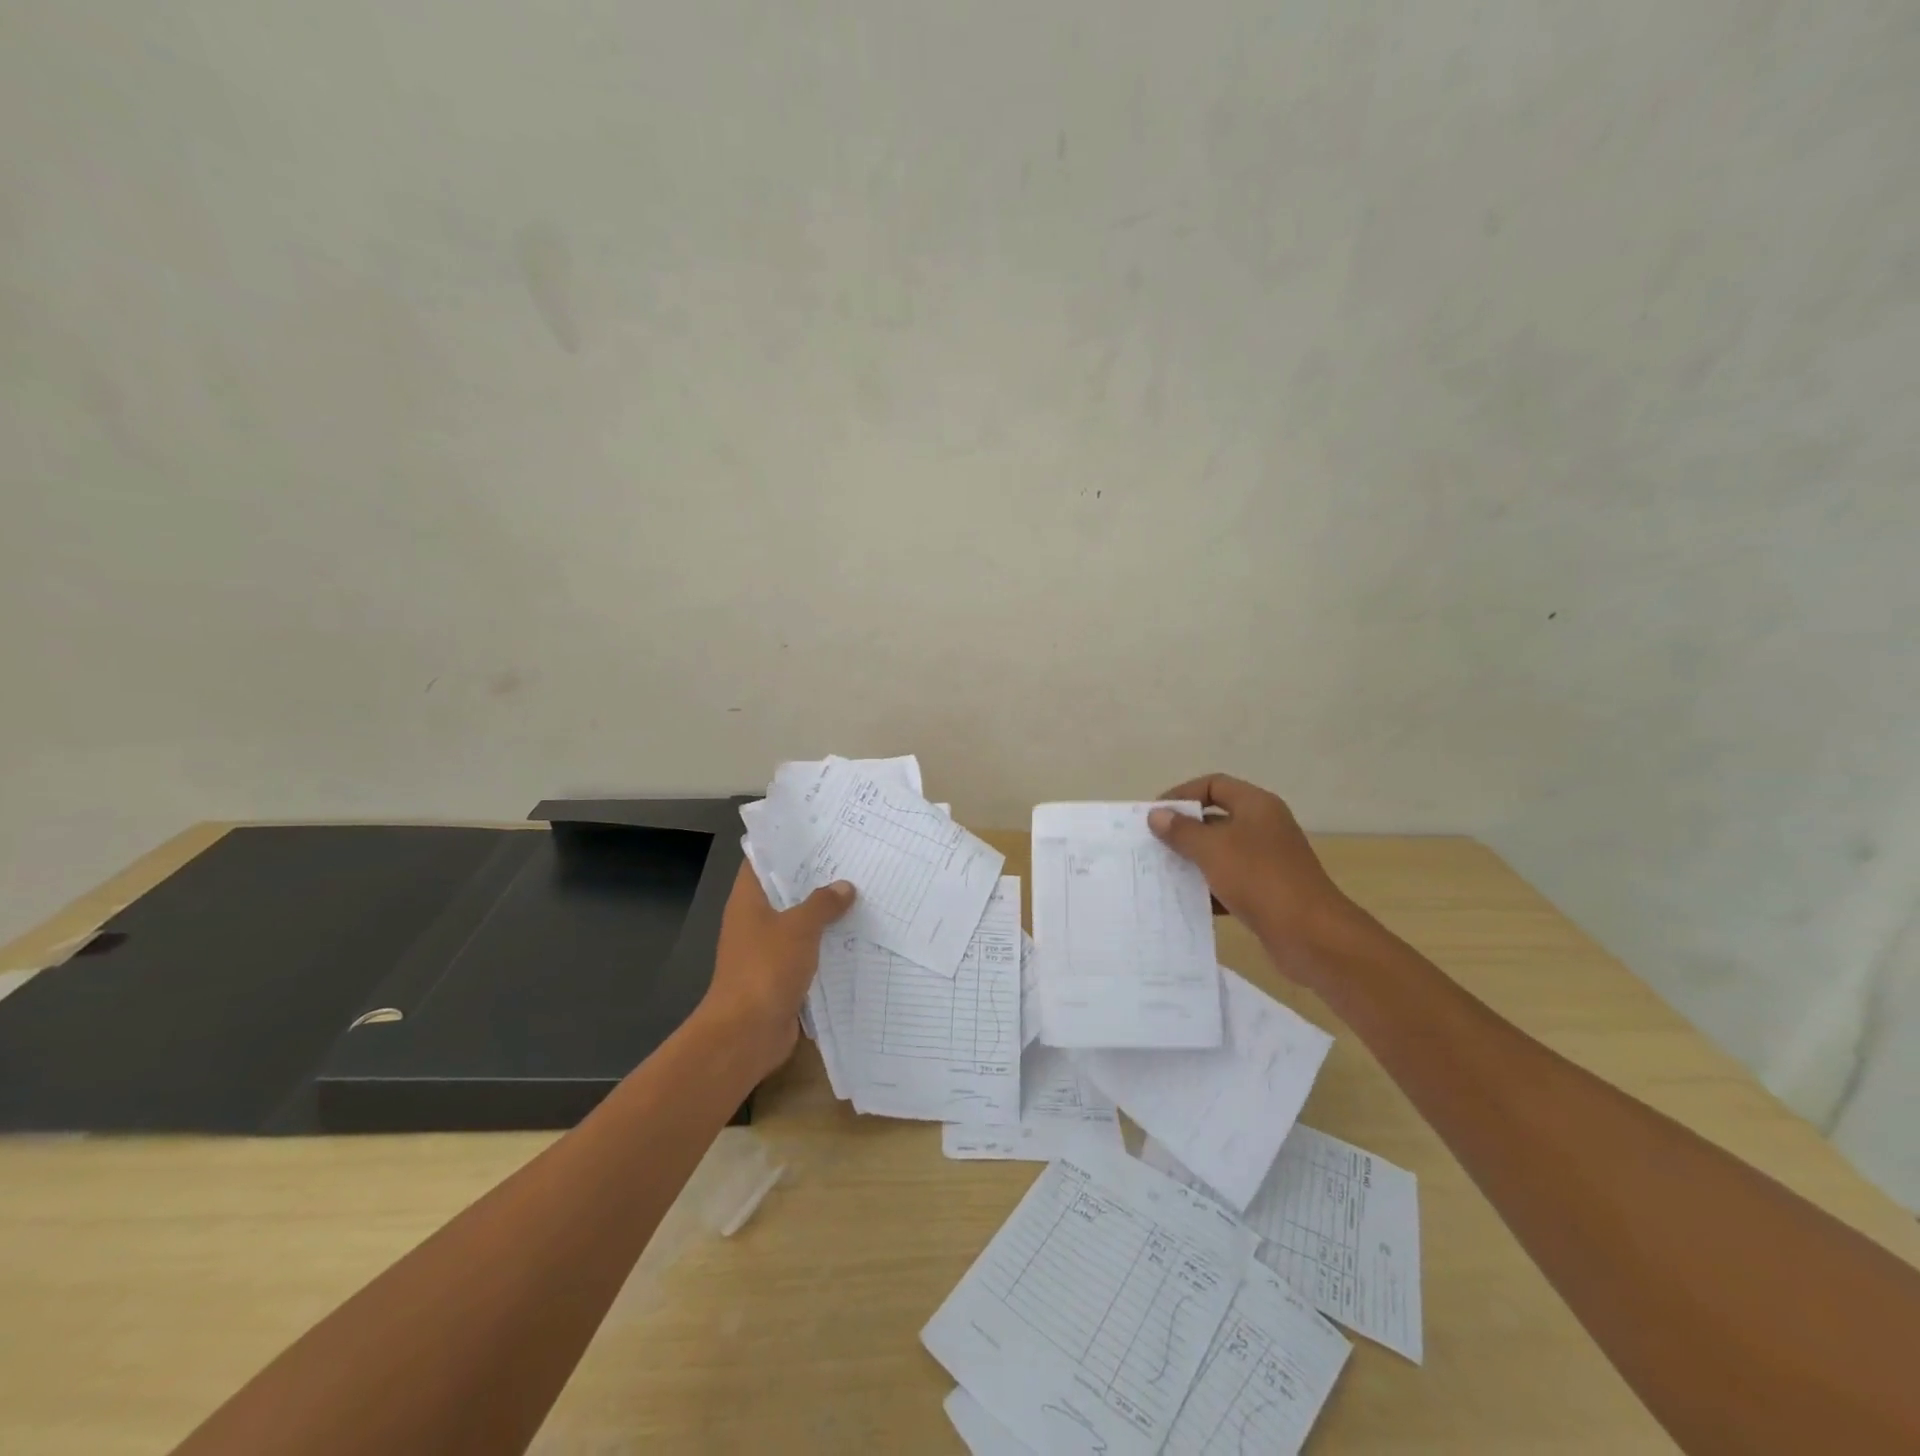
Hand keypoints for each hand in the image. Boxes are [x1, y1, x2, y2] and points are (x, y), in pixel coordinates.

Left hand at [699, 863, 854, 1075]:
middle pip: (786, 892)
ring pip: (800, 924)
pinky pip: (808, 953)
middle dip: (816, 880)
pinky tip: (857, 937)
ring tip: (862, 894)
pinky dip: (827, 946)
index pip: (763, 862)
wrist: (747, 1034)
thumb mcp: (799, 928)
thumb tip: (845, 887)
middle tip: (852, 861)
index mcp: (748, 901)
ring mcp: (767, 951)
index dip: (787, 846)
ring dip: (825, 915)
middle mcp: (754, 922)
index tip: (819, 834)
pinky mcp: (782, 976)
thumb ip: (823, 904)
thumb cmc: (765, 969)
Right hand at [1147, 774, 1367, 974]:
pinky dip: (1209, 888)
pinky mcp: (1267, 891)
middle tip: (1153, 845)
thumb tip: (1157, 815)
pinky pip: (1230, 881)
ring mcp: (1268, 860)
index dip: (1183, 794)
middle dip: (1184, 831)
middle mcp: (1264, 827)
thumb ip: (1181, 831)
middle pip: (1216, 819)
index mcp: (1256, 806)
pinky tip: (1186, 900)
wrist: (1311, 935)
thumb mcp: (1212, 849)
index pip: (1214, 785)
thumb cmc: (1259, 879)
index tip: (1156, 815)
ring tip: (1162, 873)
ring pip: (1221, 852)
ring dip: (1193, 861)